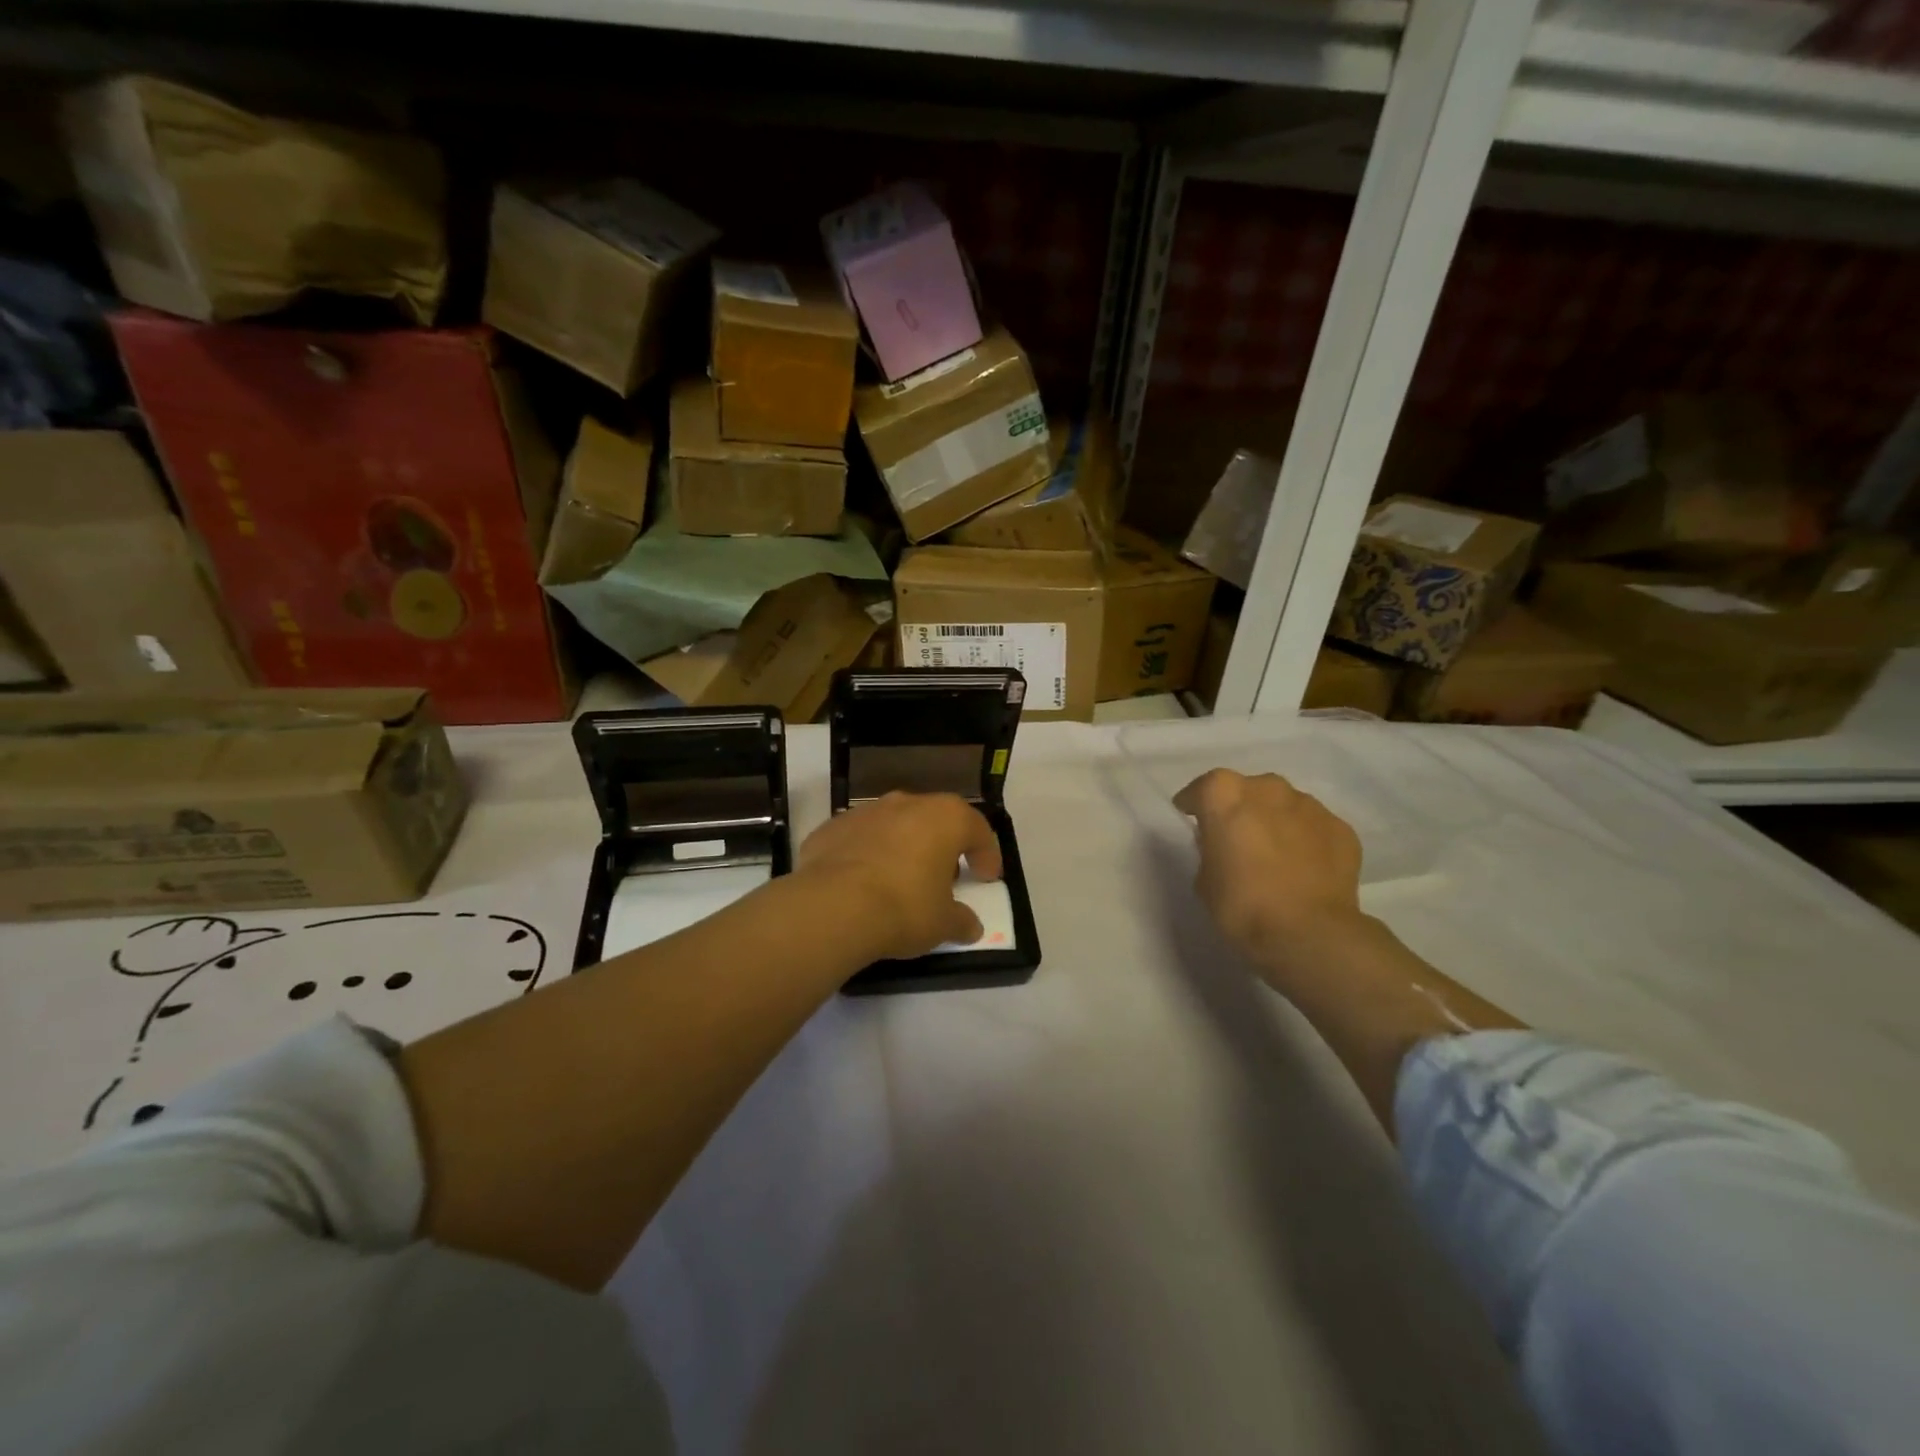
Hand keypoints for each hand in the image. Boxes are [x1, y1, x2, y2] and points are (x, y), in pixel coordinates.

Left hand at [798, 792, 1004, 961]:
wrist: (832, 907)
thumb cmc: (904, 907)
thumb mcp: (943, 923)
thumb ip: (961, 921)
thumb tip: (971, 926)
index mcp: (945, 818)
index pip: (977, 829)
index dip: (986, 854)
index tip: (987, 877)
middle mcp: (907, 804)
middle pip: (935, 820)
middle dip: (942, 846)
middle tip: (945, 877)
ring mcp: (866, 812)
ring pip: (895, 825)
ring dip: (903, 847)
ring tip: (901, 879)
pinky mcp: (832, 827)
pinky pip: (860, 839)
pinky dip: (867, 855)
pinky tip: (863, 883)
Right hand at [1173, 769, 1365, 984]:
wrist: (1308, 933)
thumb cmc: (1242, 905)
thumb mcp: (1204, 879)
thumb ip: (1211, 850)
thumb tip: (1225, 846)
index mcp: (1225, 794)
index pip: (1203, 789)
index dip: (1196, 805)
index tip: (1193, 819)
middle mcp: (1267, 788)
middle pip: (1248, 790)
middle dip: (1242, 808)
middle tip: (1239, 839)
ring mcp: (1309, 805)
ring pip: (1284, 805)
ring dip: (1276, 821)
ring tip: (1276, 854)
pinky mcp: (1341, 828)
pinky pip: (1314, 827)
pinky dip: (1307, 840)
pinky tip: (1305, 867)